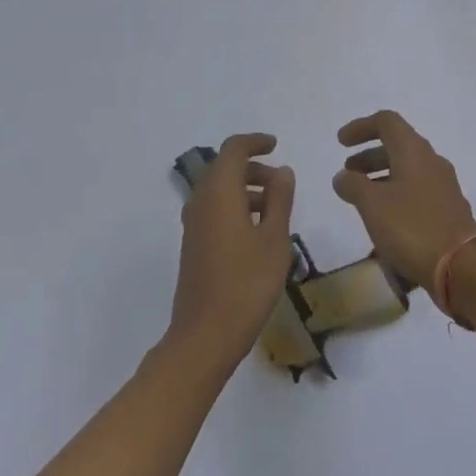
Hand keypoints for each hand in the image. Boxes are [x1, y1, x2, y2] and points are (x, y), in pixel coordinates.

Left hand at [170, 134, 297, 371]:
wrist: (206, 333)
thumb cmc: (247, 283)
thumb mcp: (275, 239)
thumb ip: (280, 199)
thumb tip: (282, 171)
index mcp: (219, 192)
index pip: (233, 149)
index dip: (255, 142)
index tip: (276, 145)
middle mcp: (200, 201)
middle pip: (224, 168)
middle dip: (253, 168)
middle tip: (282, 182)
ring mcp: (193, 224)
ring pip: (219, 190)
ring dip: (245, 189)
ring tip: (276, 209)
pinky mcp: (193, 244)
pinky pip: (214, 210)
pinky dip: (235, 207)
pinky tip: (258, 232)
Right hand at [332, 111, 475, 296]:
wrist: (462, 267)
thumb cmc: (412, 227)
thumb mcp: (372, 204)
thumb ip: (352, 185)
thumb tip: (343, 176)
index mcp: (414, 151)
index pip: (386, 122)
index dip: (361, 127)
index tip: (341, 143)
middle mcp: (432, 163)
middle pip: (397, 147)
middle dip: (368, 157)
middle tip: (348, 173)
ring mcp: (443, 188)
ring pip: (407, 172)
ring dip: (381, 178)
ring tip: (361, 200)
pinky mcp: (448, 211)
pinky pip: (416, 194)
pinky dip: (395, 197)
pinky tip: (383, 221)